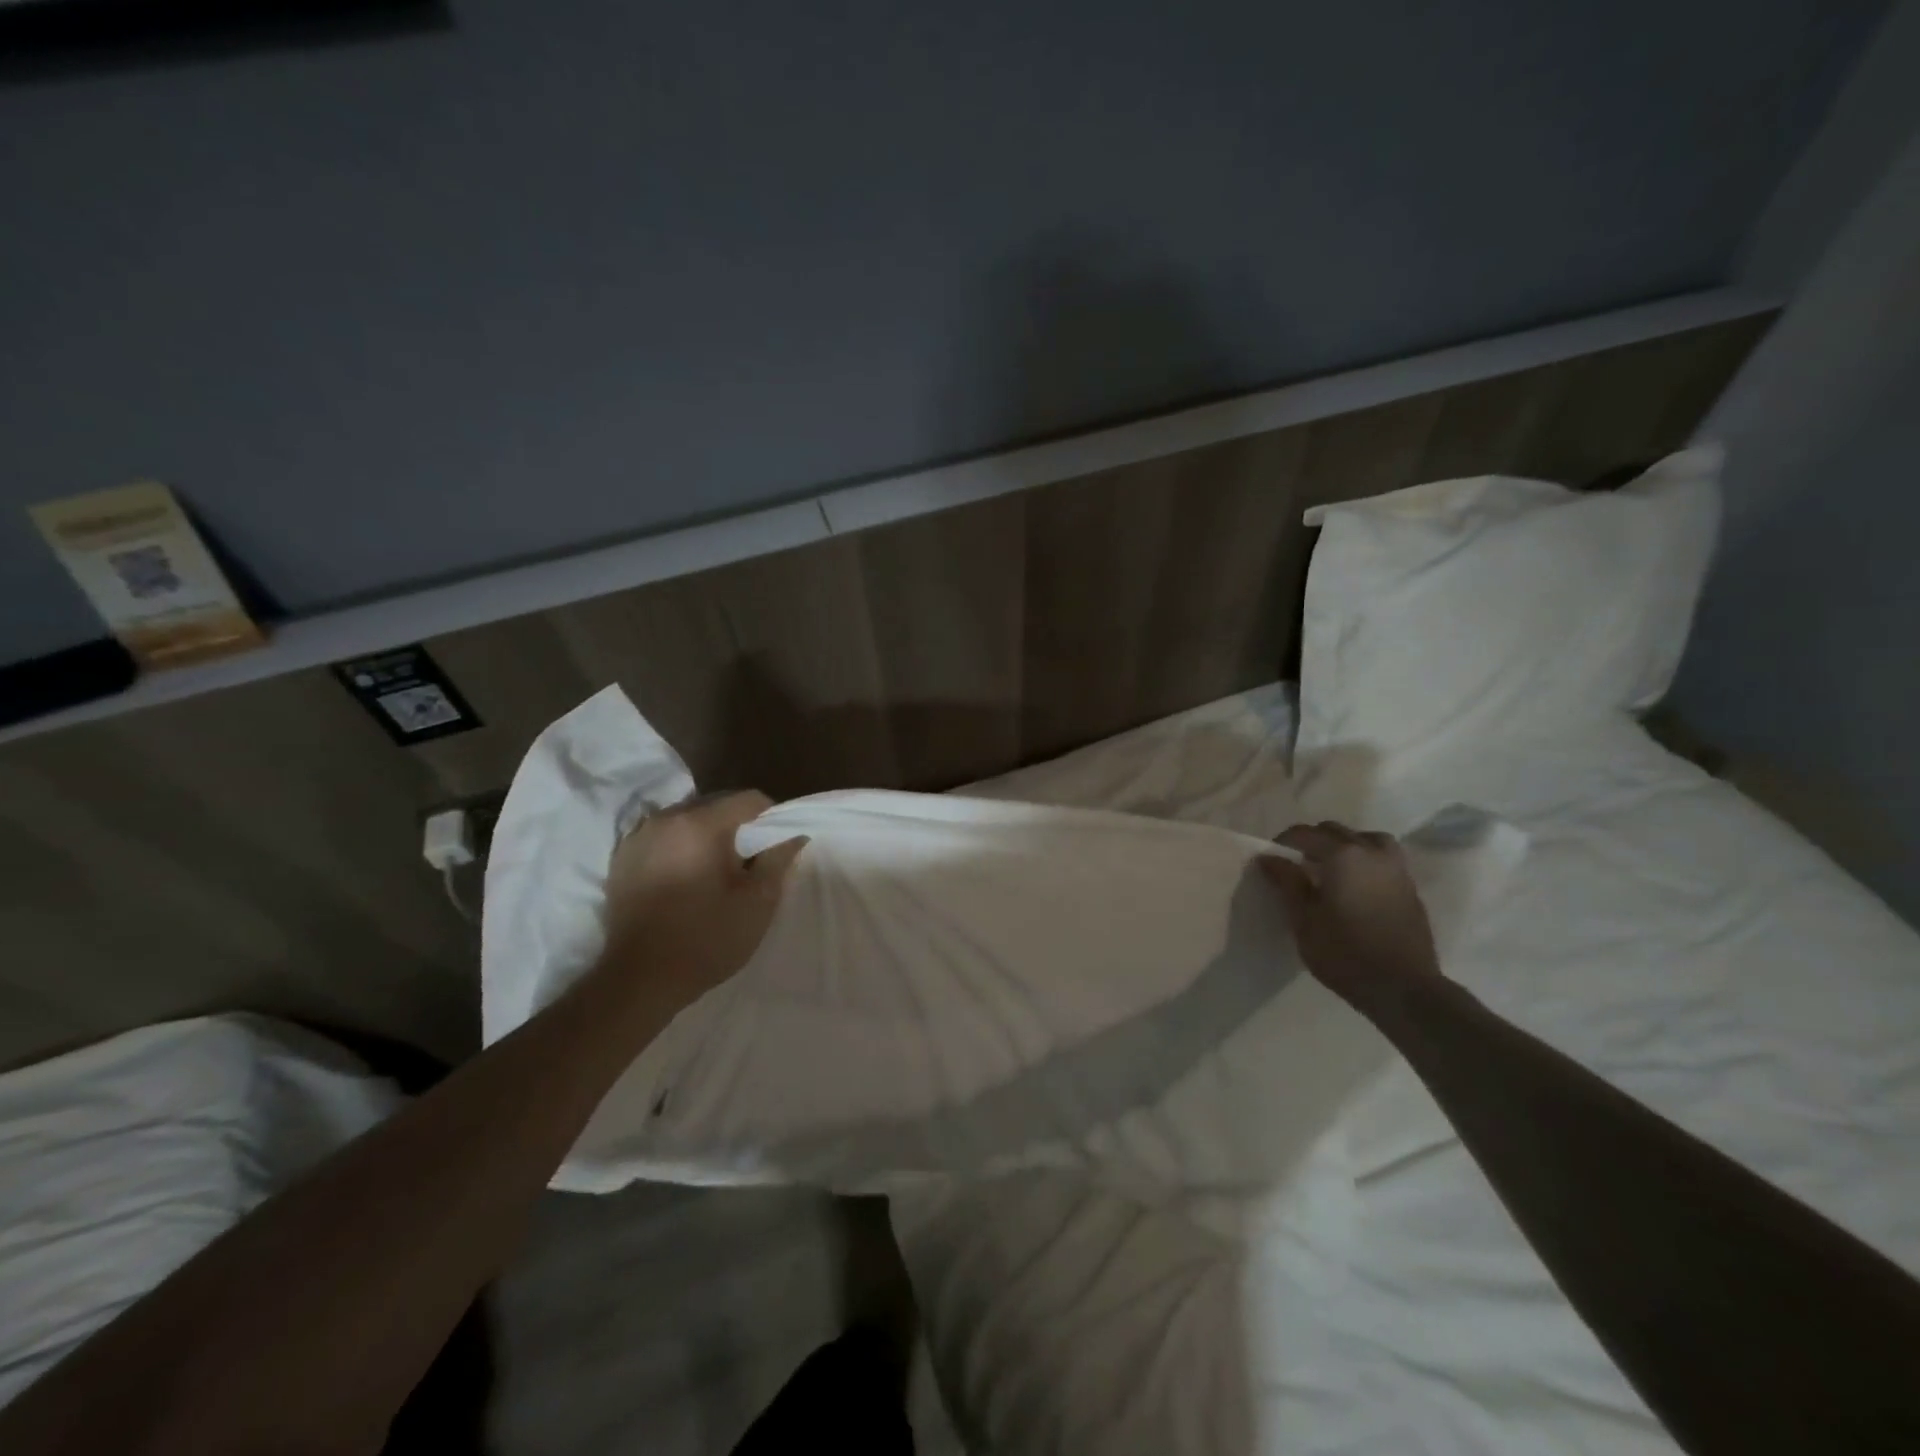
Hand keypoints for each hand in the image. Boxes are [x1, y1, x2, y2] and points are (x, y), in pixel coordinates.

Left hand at [598, 791, 807, 1005]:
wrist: (639, 981)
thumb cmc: (706, 939)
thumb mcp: (758, 902)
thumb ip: (779, 860)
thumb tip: (794, 835)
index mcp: (700, 824)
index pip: (749, 799)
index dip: (771, 820)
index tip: (774, 849)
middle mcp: (665, 819)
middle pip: (716, 805)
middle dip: (737, 827)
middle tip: (747, 864)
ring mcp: (637, 838)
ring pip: (687, 820)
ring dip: (706, 836)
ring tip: (714, 872)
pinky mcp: (621, 859)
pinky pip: (661, 838)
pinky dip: (678, 848)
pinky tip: (684, 880)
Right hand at [1260, 822, 1442, 1012]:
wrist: (1404, 989)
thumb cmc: (1344, 954)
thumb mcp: (1304, 920)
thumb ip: (1287, 882)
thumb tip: (1269, 857)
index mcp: (1343, 856)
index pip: (1305, 833)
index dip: (1283, 842)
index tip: (1270, 859)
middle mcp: (1372, 853)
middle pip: (1335, 831)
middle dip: (1312, 840)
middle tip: (1295, 864)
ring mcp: (1396, 869)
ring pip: (1365, 839)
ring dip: (1344, 846)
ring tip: (1330, 868)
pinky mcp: (1409, 888)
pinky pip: (1382, 859)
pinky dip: (1364, 860)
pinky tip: (1353, 885)